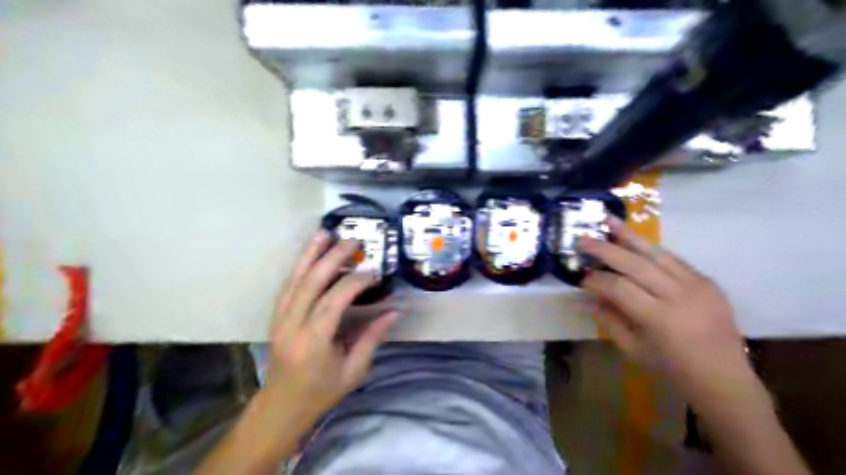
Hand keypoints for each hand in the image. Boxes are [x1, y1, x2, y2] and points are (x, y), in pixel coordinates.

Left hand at [266, 231, 398, 419]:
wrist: (282, 406)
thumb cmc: (321, 391)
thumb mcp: (353, 370)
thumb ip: (372, 338)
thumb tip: (395, 311)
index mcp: (313, 342)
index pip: (333, 302)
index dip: (354, 283)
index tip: (373, 272)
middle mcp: (292, 326)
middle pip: (311, 283)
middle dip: (332, 258)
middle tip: (352, 241)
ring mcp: (279, 319)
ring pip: (294, 279)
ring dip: (310, 254)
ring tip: (325, 234)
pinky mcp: (276, 317)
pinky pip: (287, 286)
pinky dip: (299, 266)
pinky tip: (309, 254)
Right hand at [582, 214, 752, 403]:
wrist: (724, 378)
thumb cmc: (672, 369)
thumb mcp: (633, 349)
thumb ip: (610, 318)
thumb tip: (593, 294)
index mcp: (659, 319)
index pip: (619, 287)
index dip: (596, 279)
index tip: (581, 276)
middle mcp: (679, 296)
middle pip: (635, 263)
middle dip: (605, 249)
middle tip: (583, 239)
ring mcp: (697, 285)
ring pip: (656, 253)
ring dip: (629, 236)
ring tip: (608, 221)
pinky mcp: (708, 281)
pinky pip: (674, 259)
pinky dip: (650, 249)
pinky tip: (634, 240)